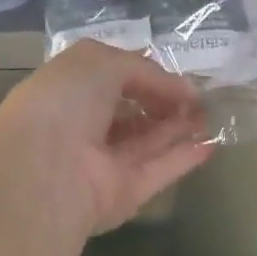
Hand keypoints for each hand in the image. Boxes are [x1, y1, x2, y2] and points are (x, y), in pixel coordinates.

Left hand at [0, 40, 213, 240]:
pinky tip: (211, 143)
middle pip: (130, 113)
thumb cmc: (65, 101)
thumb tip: (183, 88)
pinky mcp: (124, 193)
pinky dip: (184, 157)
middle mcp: (82, 128)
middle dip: (164, 102)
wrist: (45, 169)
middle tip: (199, 95)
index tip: (175, 74)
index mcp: (67, 92)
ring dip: (178, 126)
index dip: (143, 74)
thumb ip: (144, 69)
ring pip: (147, 142)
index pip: (110, 80)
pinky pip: (159, 171)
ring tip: (210, 114)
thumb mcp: (101, 61)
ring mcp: (103, 163)